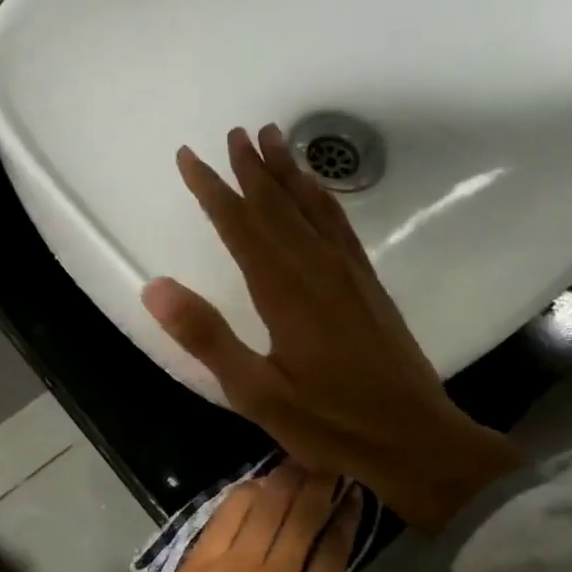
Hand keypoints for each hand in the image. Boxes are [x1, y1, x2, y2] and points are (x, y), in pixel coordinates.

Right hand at [142, 125, 521, 530]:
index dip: (213, 190)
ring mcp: (348, 274)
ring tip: (272, 138)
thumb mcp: (257, 394)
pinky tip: (318, 190)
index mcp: (284, 292)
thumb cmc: (331, 424)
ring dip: (288, 172)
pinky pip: (341, 226)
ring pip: (312, 208)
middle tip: (233, 132)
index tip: (190, 157)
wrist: (415, 439)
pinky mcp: (368, 285)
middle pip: (278, 206)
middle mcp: (317, 269)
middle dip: (251, 168)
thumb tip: (155, 286)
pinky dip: (323, 198)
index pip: (241, 226)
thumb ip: (208, 338)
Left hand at [150, 465, 361, 571]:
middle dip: (317, 486)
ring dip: (283, 482)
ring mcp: (230, 567)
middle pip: (299, 519)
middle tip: (327, 465)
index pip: (332, 549)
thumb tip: (325, 568)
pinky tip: (257, 483)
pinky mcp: (198, 563)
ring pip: (263, 509)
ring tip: (297, 464)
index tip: (352, 495)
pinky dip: (243, 495)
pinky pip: (224, 517)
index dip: (345, 517)